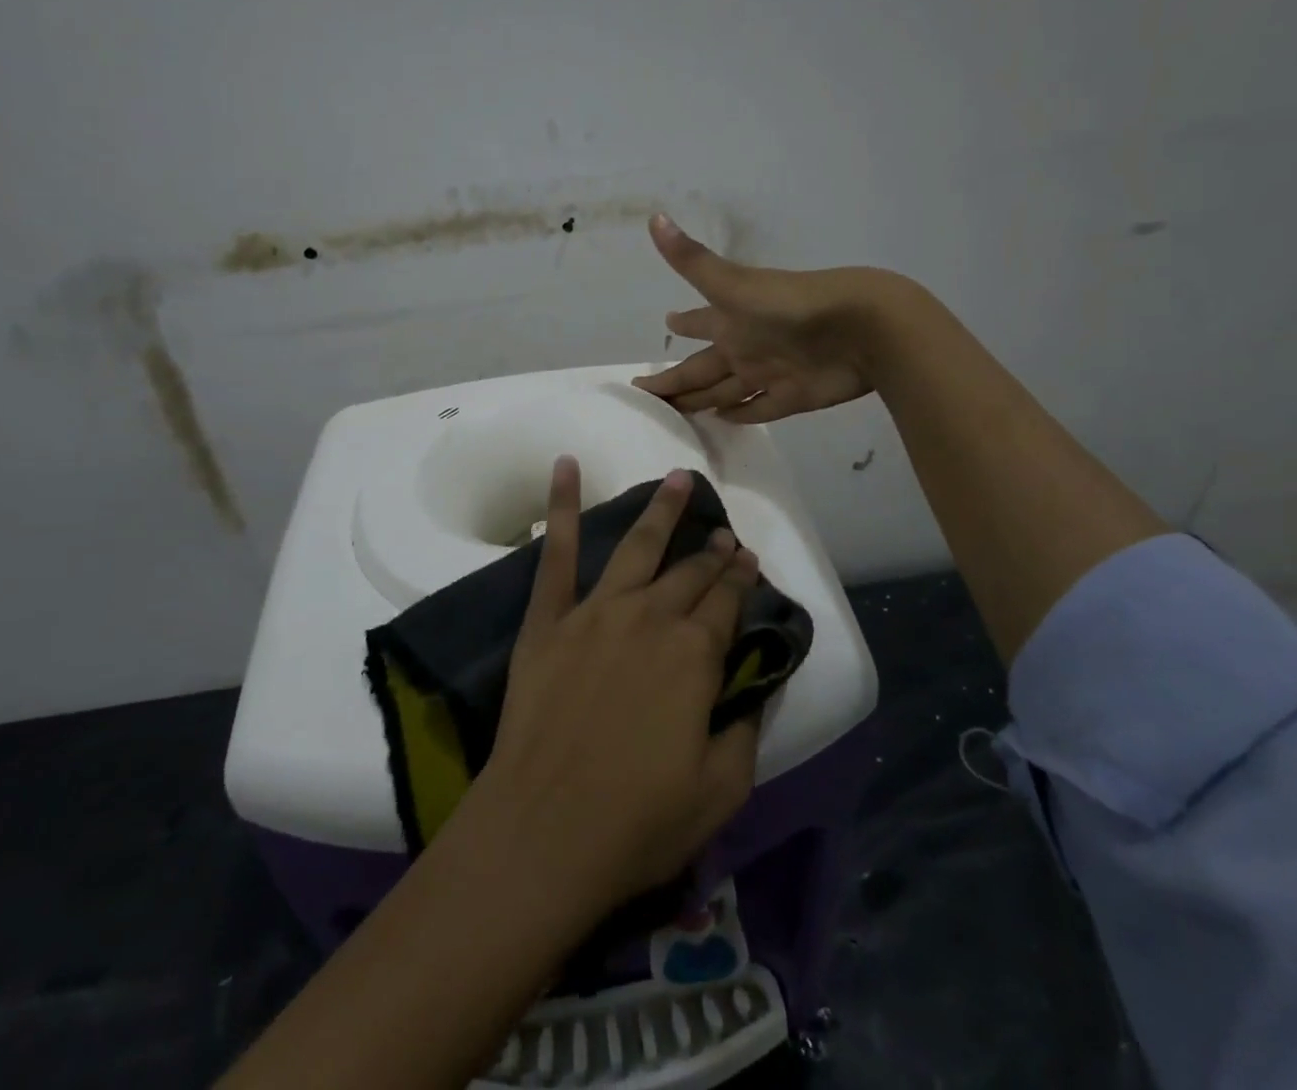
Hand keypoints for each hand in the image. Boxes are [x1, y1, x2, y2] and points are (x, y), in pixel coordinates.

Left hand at [475, 460, 762, 917]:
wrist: (543, 831)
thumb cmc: (638, 820)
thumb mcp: (721, 788)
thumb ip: (745, 728)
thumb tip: (753, 686)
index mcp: (695, 655)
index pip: (727, 602)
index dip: (741, 579)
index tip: (748, 558)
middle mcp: (650, 617)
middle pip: (690, 573)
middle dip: (712, 551)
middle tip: (723, 534)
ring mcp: (595, 612)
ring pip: (637, 546)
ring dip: (661, 510)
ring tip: (678, 478)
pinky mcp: (549, 619)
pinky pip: (555, 551)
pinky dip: (560, 504)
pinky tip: (565, 465)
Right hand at [634, 213, 910, 422]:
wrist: (862, 328)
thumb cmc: (791, 305)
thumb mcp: (734, 285)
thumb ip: (692, 260)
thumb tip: (655, 217)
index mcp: (731, 319)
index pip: (697, 324)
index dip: (682, 324)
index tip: (665, 324)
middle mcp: (746, 345)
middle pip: (703, 368)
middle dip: (678, 379)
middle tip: (651, 394)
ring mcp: (768, 373)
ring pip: (724, 390)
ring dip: (703, 399)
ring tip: (678, 411)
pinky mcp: (791, 396)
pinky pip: (758, 409)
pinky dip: (740, 415)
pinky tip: (722, 420)